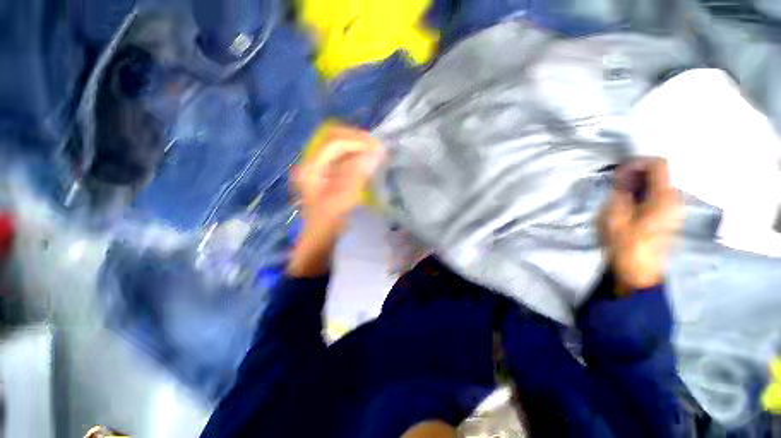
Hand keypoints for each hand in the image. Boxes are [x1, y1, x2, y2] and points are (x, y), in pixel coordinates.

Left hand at [288, 126, 382, 276]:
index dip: (357, 142)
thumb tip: (375, 151)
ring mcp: (321, 173)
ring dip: (358, 150)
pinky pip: (344, 163)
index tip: (379, 149)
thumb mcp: (342, 200)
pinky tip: (368, 166)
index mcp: (311, 168)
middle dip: (357, 141)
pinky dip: (357, 161)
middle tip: (378, 149)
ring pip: (340, 151)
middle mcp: (313, 166)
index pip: (334, 142)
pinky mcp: (329, 181)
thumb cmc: (328, 226)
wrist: (319, 248)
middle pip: (334, 141)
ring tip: (376, 155)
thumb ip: (357, 174)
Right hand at [600, 158, 682, 293]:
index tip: (619, 172)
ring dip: (638, 185)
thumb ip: (621, 189)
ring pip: (658, 185)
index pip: (658, 163)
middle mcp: (675, 198)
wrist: (639, 271)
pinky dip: (643, 194)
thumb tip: (625, 172)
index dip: (638, 162)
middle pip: (660, 173)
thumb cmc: (625, 243)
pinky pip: (658, 196)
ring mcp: (675, 209)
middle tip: (616, 185)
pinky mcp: (670, 217)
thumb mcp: (615, 214)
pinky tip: (630, 206)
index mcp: (664, 196)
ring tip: (620, 195)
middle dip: (636, 174)